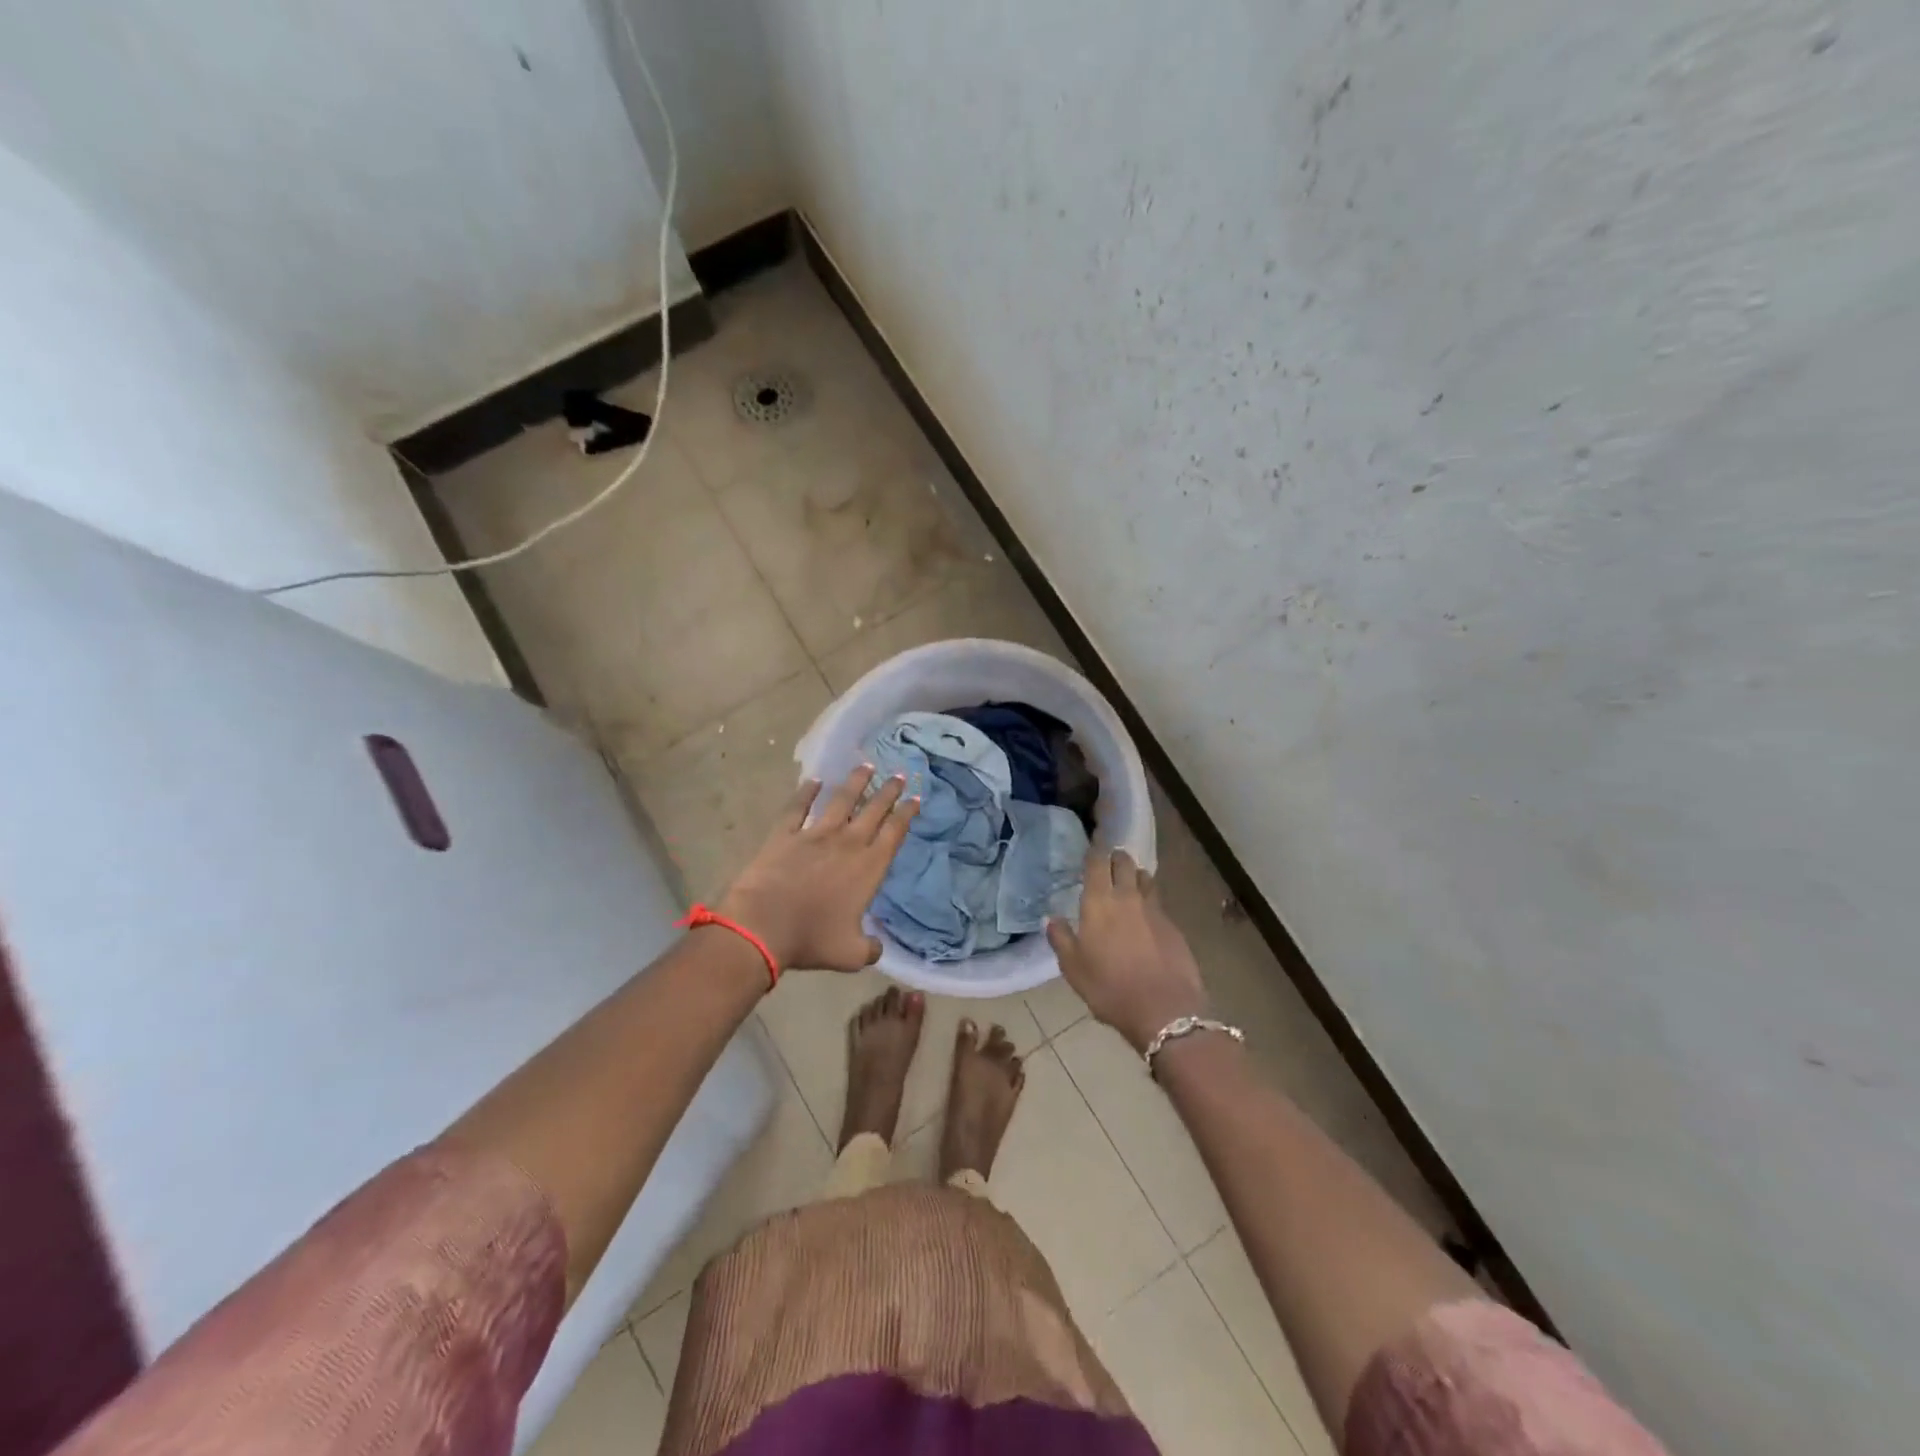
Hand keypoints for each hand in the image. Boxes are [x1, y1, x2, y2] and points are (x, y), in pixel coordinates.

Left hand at [714, 766, 917, 973]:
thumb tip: (876, 947)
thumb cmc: (812, 939)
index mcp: (868, 868)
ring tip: (865, 766)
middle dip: (888, 791)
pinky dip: (806, 792)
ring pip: (841, 800)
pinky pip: (798, 807)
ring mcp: (815, 835)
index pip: (894, 833)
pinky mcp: (785, 834)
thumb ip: (870, 948)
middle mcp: (847, 843)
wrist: (763, 926)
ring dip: (855, 782)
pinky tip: (814, 780)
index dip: (907, 814)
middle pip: (873, 809)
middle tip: (898, 774)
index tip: (915, 798)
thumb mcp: (851, 954)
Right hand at [1047, 849, 1207, 1052]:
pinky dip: (1149, 900)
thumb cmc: (1109, 988)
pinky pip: (1158, 902)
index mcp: (1099, 902)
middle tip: (1109, 862)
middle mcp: (1127, 897)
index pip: (1097, 863)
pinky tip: (1145, 914)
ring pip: (1145, 878)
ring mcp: (1154, 909)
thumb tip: (1051, 918)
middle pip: (1124, 863)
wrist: (1164, 1010)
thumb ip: (1060, 938)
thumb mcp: (1073, 968)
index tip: (1091, 849)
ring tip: (1129, 882)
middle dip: (1116, 858)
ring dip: (1135, 875)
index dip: (1094, 852)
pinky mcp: (1173, 925)